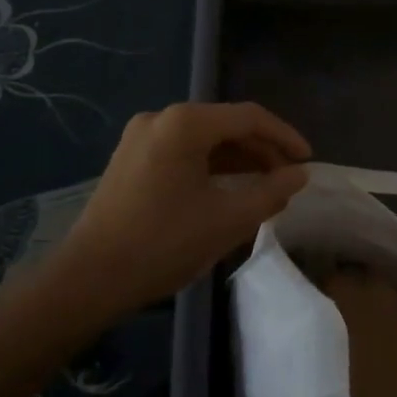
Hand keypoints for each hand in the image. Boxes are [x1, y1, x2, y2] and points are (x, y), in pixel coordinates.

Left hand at [52, 101, 311, 319]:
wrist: (88, 279)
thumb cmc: (163, 244)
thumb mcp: (227, 220)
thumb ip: (270, 193)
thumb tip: (299, 175)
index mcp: (185, 123)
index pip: (249, 117)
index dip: (284, 137)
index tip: (308, 161)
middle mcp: (161, 118)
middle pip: (225, 125)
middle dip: (261, 150)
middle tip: (289, 178)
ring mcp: (141, 136)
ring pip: (204, 139)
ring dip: (237, 159)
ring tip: (266, 186)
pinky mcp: (131, 158)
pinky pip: (182, 151)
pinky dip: (211, 166)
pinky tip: (229, 188)